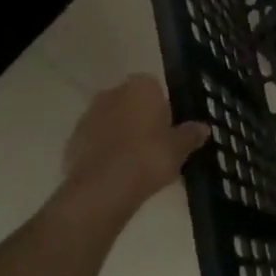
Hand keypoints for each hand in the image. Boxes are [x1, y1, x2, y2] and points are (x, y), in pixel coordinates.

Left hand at [61, 74, 208, 212]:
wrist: (104, 188)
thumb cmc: (149, 157)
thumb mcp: (179, 148)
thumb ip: (190, 135)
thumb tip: (203, 128)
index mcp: (140, 86)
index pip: (155, 87)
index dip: (163, 107)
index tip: (170, 128)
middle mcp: (112, 93)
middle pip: (131, 102)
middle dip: (141, 119)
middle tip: (156, 145)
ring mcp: (88, 116)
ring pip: (112, 121)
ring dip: (121, 135)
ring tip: (137, 163)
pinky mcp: (72, 140)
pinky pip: (96, 142)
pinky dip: (105, 152)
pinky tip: (118, 173)